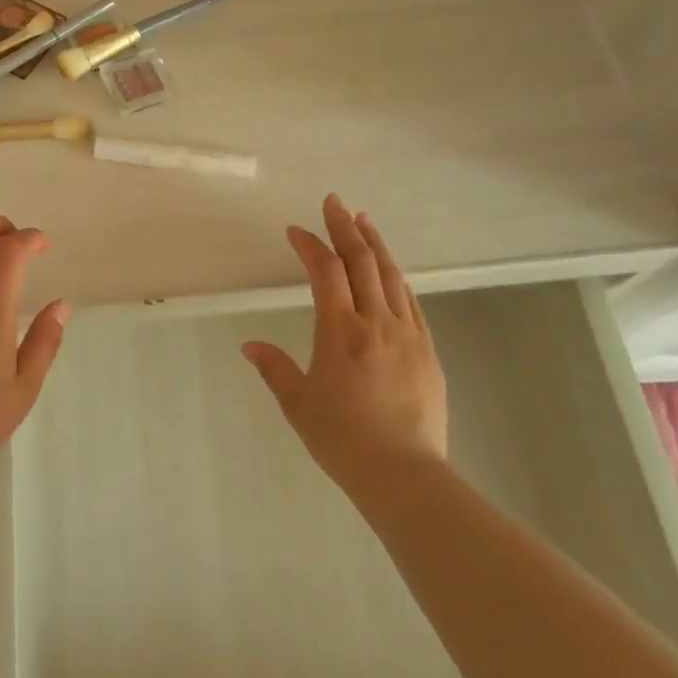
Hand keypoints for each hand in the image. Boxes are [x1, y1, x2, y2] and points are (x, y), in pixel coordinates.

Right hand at [242, 195, 447, 499]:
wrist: (404, 475)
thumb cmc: (343, 440)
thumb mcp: (298, 405)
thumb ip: (274, 368)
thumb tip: (249, 345)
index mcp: (341, 332)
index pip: (325, 272)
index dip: (310, 245)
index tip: (295, 231)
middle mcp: (377, 323)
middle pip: (362, 262)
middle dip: (345, 228)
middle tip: (334, 202)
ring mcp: (408, 334)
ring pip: (392, 276)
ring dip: (375, 244)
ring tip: (363, 221)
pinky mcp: (428, 350)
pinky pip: (412, 302)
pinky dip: (397, 278)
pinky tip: (391, 272)